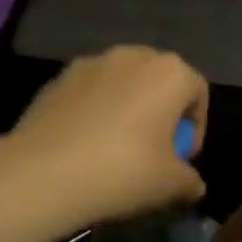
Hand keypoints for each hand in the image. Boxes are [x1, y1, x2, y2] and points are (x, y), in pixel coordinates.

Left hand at [6, 46, 207, 227]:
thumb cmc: (123, 171)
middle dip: (161, 112)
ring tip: (116, 148)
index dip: (196, 127)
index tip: (182, 159)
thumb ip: (190, 180)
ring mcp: (91, 62)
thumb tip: (192, 184)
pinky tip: (84, 144)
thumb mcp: (171, 185)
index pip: (198, 92)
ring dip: (127, 108)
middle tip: (153, 151)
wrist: (43, 172)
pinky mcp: (58, 77)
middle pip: (159, 80)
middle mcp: (133, 55)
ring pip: (122, 83)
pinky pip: (89, 92)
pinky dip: (94, 110)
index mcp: (170, 73)